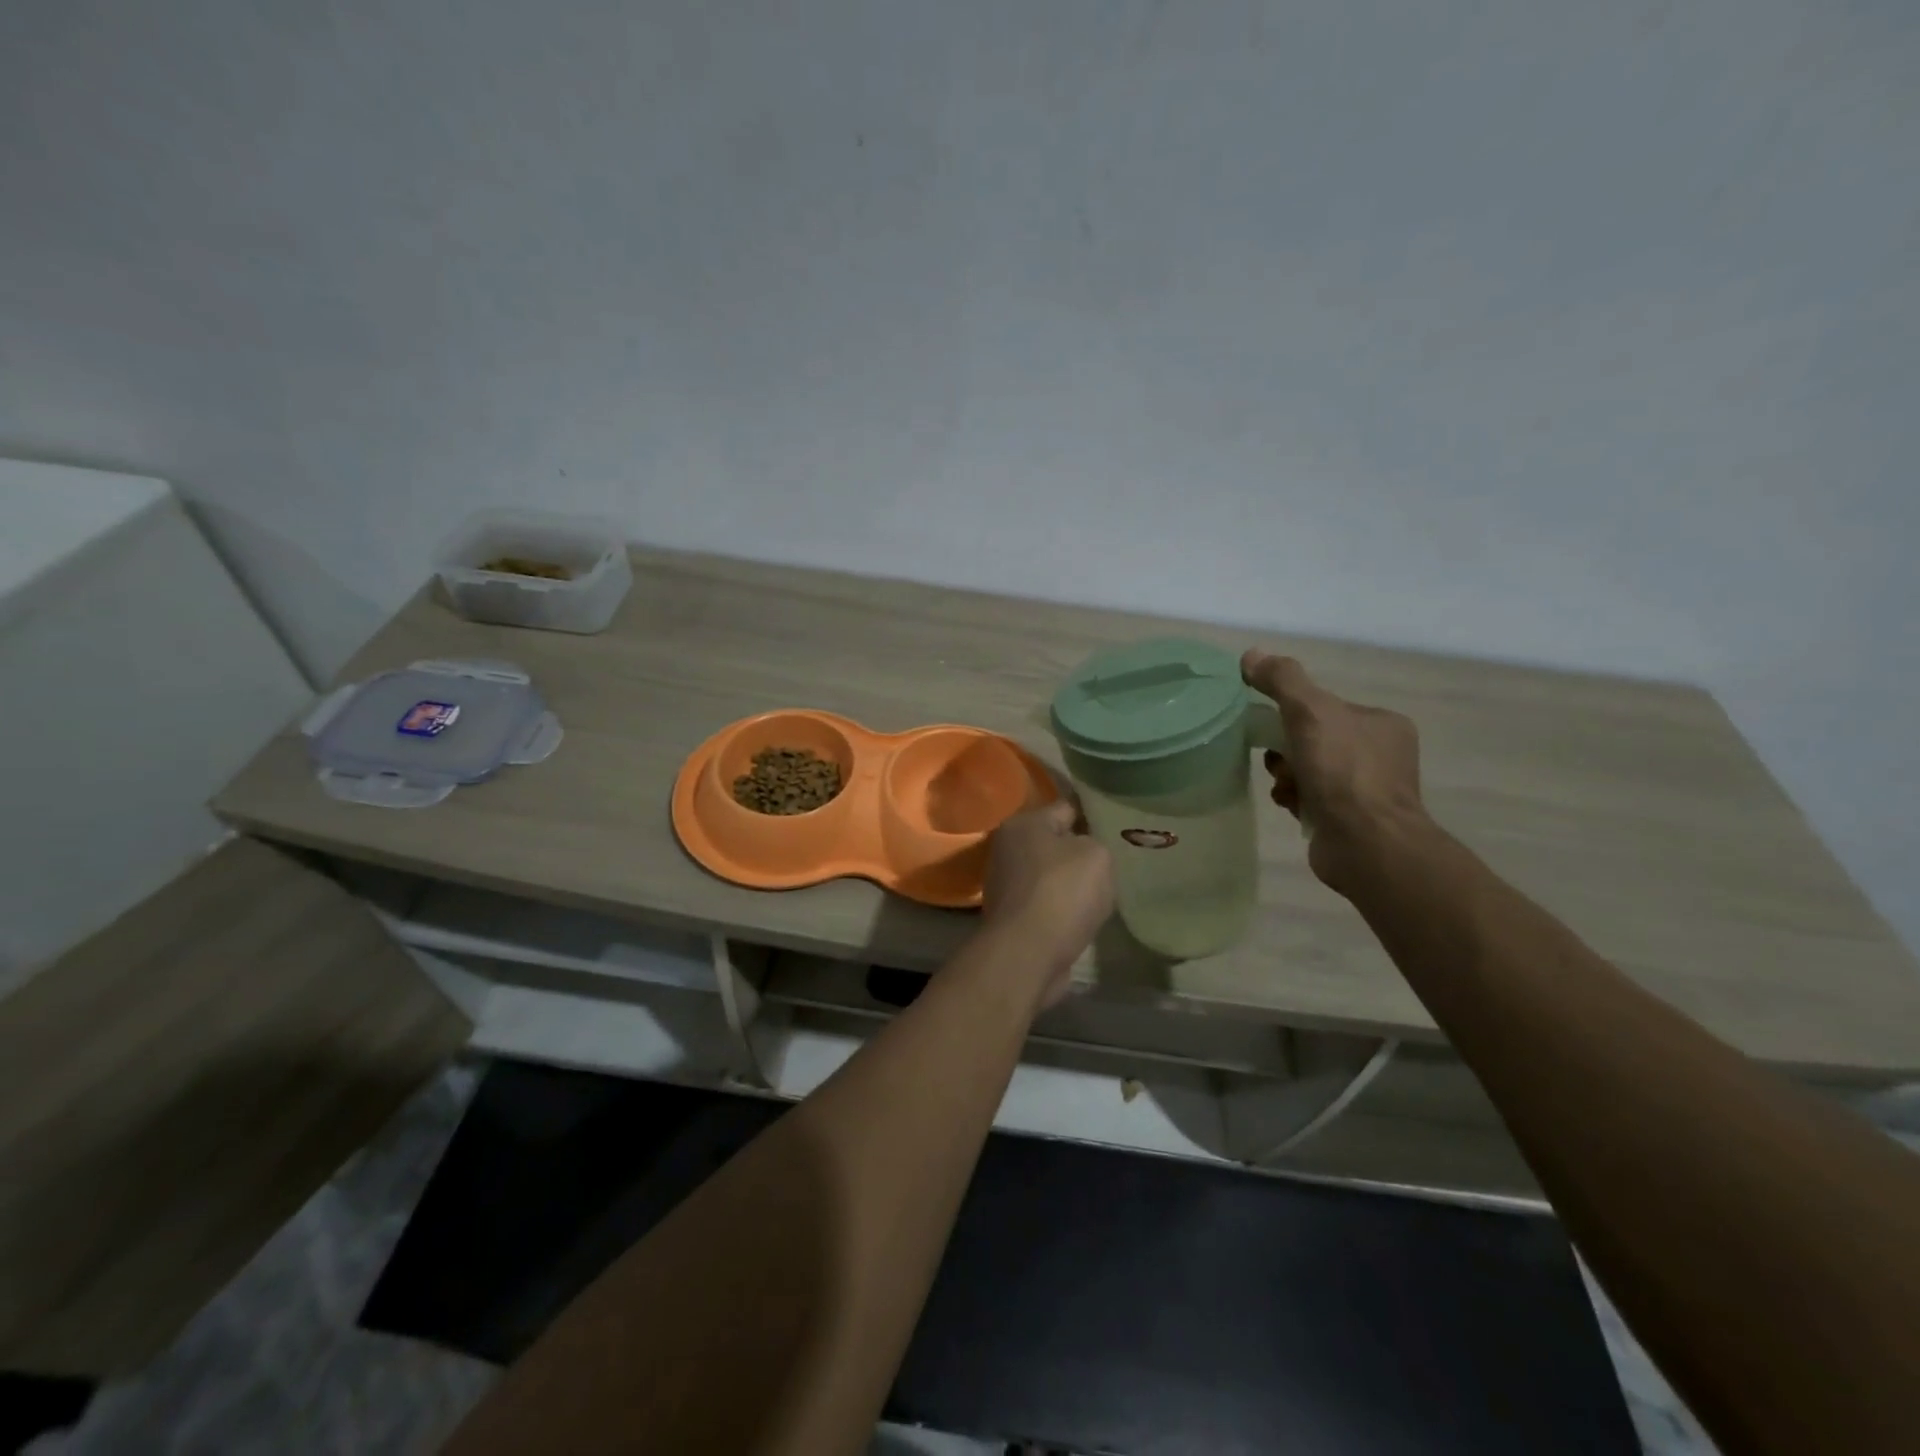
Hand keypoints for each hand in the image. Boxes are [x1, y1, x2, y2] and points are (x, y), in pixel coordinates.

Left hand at [981, 799, 1114, 1009]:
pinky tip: (1086, 915)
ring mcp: (1007, 883)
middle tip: (1117, 858)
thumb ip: (1096, 842)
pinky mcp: (1013, 916)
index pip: (1067, 807)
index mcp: (1023, 823)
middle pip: (1057, 842)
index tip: (1120, 825)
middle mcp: (1008, 848)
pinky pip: (1048, 902)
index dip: (1095, 815)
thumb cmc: (1062, 893)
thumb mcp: (1096, 854)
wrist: (1028, 955)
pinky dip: (1064, 907)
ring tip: (1106, 890)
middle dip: (1083, 850)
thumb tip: (1085, 851)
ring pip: (1052, 874)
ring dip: (1073, 882)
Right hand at [1241, 649, 1430, 896]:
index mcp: (1381, 723)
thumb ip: (1282, 680)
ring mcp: (1368, 791)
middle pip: (1313, 739)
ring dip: (1286, 774)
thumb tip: (1251, 654)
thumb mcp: (1309, 711)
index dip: (1293, 714)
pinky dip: (1294, 798)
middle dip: (1286, 749)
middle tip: (1277, 760)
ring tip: (1284, 786)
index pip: (1326, 708)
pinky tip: (1288, 805)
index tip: (1273, 726)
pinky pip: (1311, 798)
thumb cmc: (1343, 771)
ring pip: (1308, 769)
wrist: (1365, 844)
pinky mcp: (1351, 821)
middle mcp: (1381, 755)